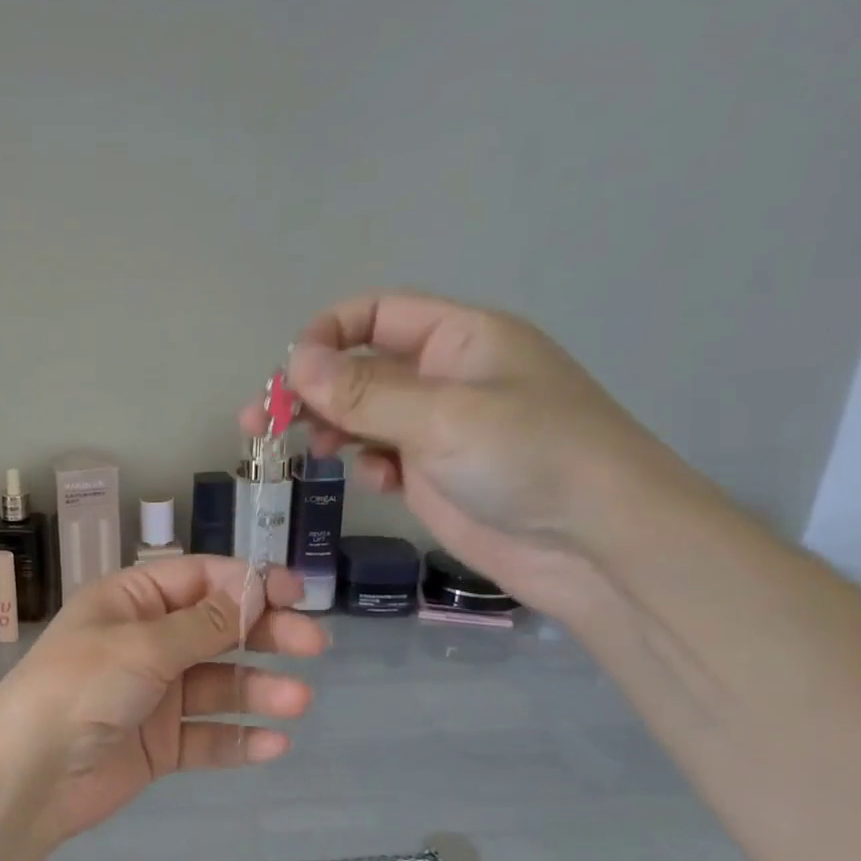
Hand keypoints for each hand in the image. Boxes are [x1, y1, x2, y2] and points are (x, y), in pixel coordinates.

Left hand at [0, 557, 325, 846]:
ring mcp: (153, 695)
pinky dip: (238, 739)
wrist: (29, 775)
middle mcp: (145, 643)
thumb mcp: (142, 645)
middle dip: (264, 634)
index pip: (198, 579)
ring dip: (258, 690)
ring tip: (297, 701)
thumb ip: (203, 624)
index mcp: (130, 602)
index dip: (247, 583)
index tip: (294, 593)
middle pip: (216, 630)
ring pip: (218, 686)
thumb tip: (254, 592)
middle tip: (313, 645)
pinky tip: (274, 743)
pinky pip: (207, 736)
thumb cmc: (80, 688)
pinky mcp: (159, 744)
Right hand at [242, 291, 698, 616]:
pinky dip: (365, 464)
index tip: (289, 374)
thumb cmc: (531, 459)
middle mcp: (444, 377)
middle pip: (359, 367)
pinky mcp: (433, 475)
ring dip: (328, 427)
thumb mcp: (443, 416)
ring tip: (308, 451)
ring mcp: (438, 429)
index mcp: (459, 339)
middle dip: (311, 390)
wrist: (598, 546)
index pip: (376, 314)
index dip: (327, 334)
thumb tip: (294, 363)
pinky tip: (375, 482)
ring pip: (362, 415)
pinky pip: (380, 456)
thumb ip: (364, 392)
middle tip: (261, 422)